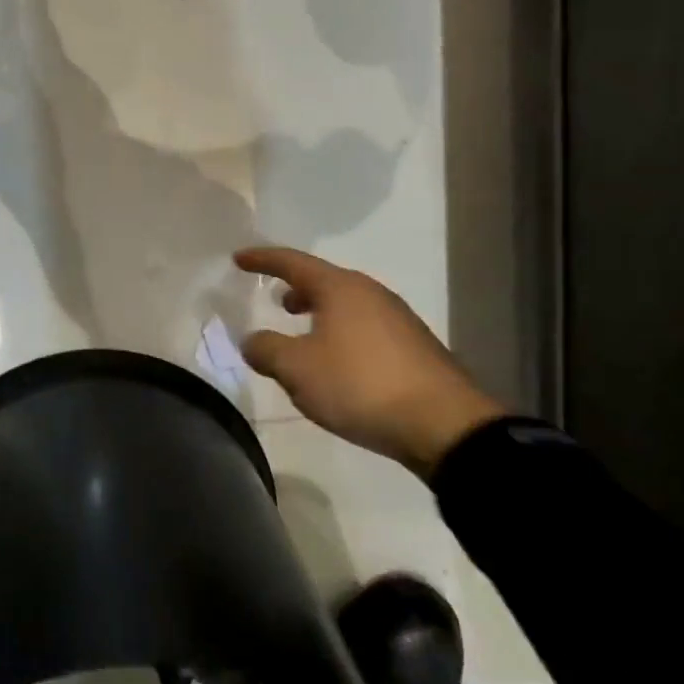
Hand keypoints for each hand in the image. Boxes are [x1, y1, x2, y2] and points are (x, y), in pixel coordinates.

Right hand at [235, 246, 504, 476]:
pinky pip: (365, 327)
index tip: (239, 258)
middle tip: (276, 300)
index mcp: (340, 288)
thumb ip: (266, 350)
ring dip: (320, 312)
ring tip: (303, 332)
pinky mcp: (414, 347)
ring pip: (347, 304)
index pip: (292, 262)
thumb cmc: (360, 385)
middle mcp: (370, 293)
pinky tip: (338, 361)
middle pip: (324, 280)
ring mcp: (398, 318)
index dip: (262, 259)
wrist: (444, 425)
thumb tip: (252, 340)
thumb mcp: (298, 370)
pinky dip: (341, 332)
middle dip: (296, 287)